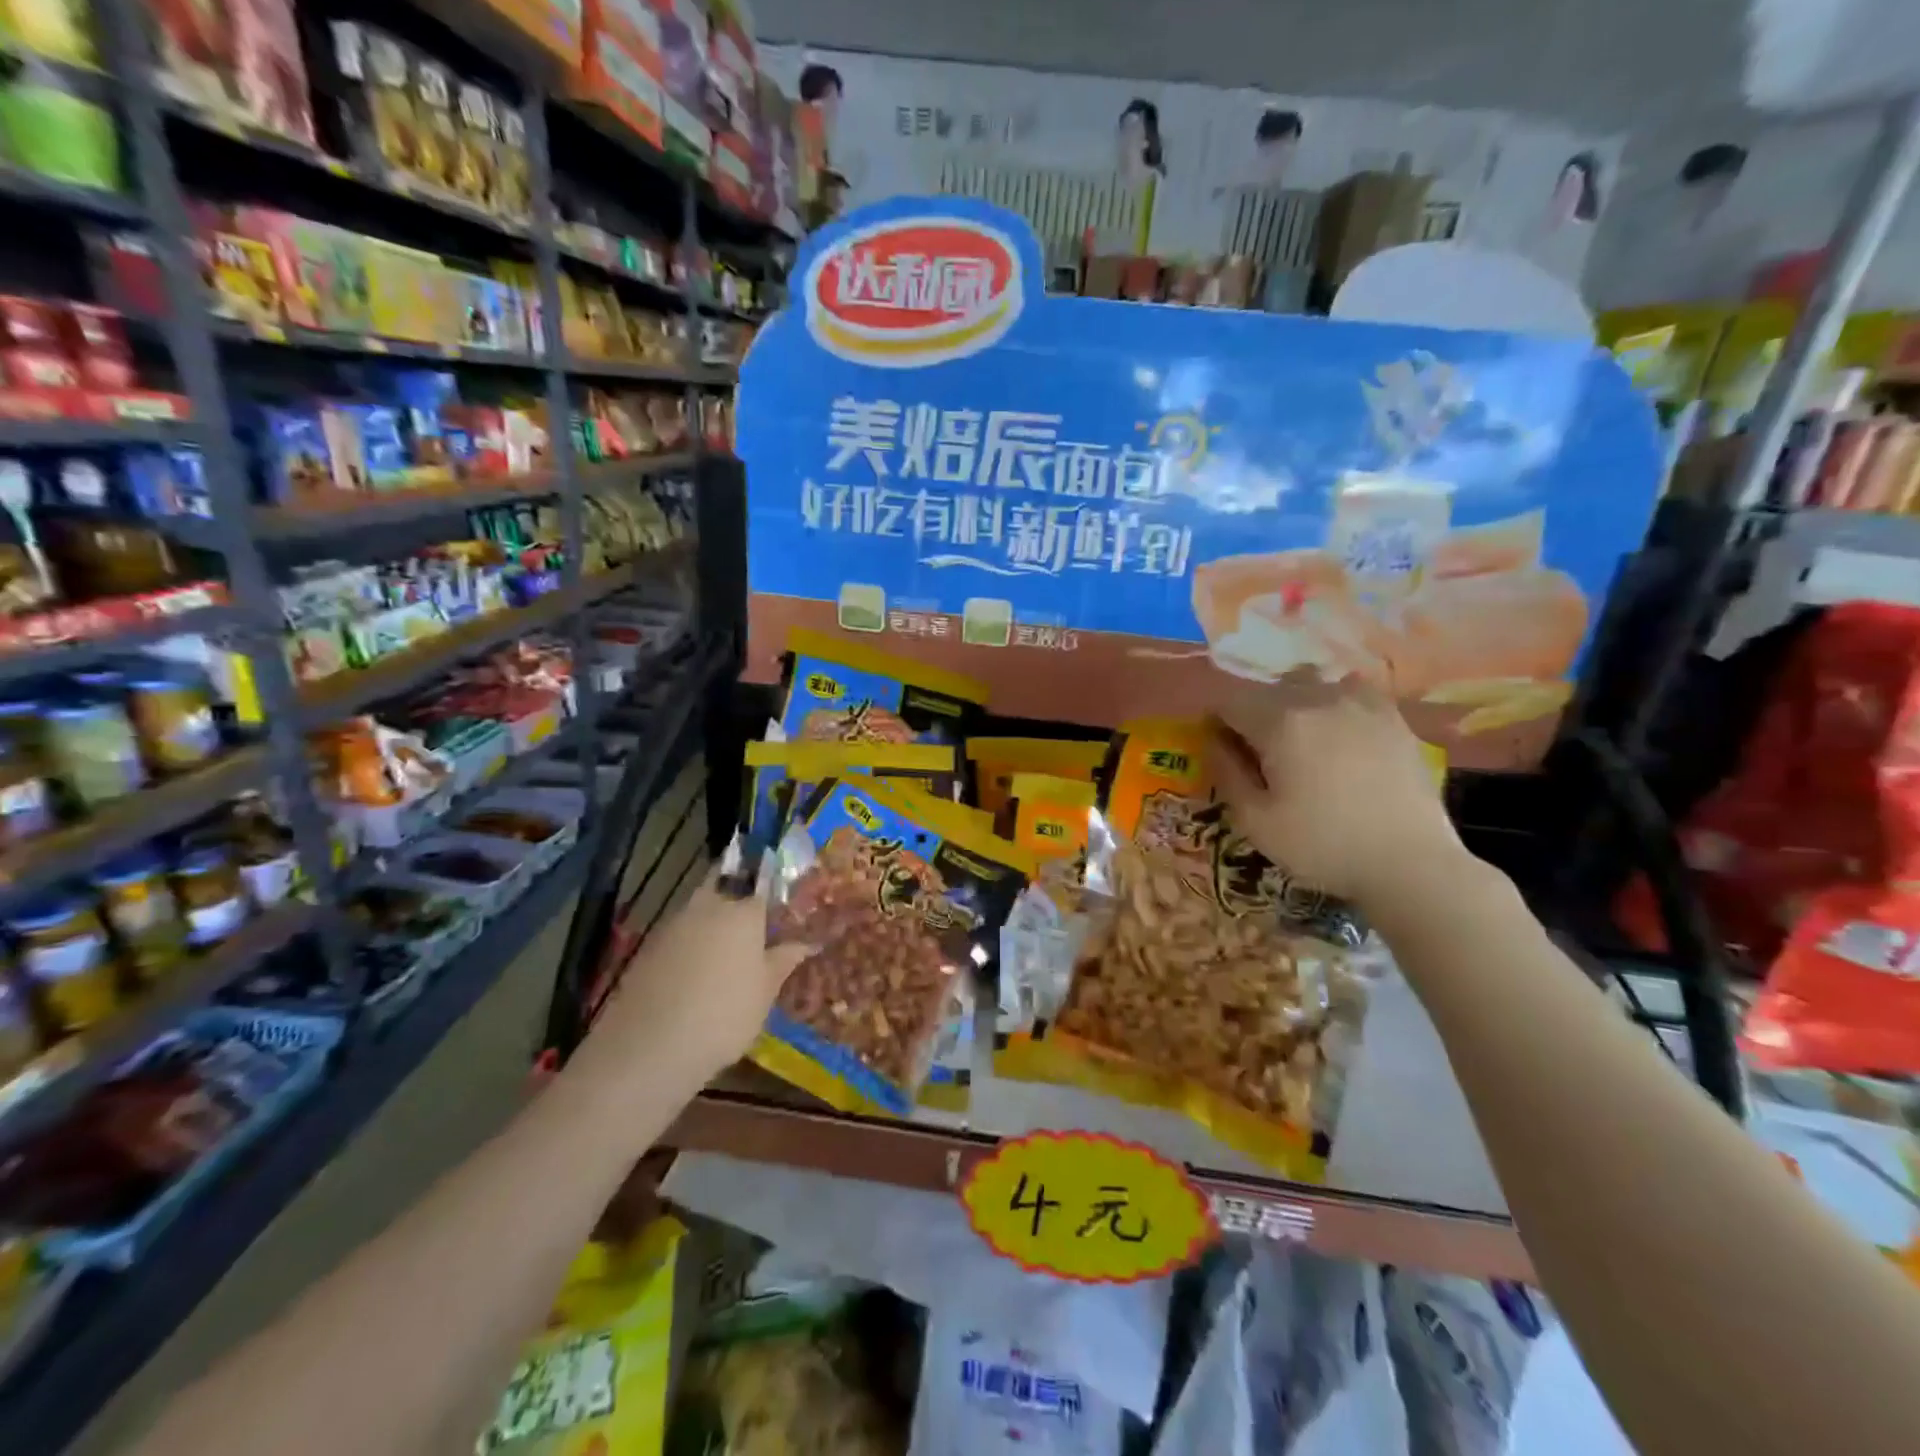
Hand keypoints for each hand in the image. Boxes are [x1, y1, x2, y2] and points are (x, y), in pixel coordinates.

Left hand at [589, 874, 810, 1079]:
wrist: (649, 1046)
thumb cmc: (724, 1015)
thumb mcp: (765, 993)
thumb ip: (783, 961)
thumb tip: (806, 943)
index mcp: (744, 912)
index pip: (763, 889)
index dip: (770, 900)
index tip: (776, 915)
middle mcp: (709, 906)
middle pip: (724, 887)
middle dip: (735, 898)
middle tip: (748, 927)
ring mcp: (674, 924)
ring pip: (699, 911)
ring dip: (710, 923)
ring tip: (723, 955)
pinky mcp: (648, 946)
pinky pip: (678, 935)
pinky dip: (688, 946)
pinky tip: (693, 975)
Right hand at [1206, 678, 1461, 907]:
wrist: (1411, 863)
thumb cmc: (1322, 846)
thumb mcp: (1254, 821)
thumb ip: (1226, 772)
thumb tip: (1213, 740)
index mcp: (1279, 721)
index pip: (1228, 702)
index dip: (1217, 725)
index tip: (1222, 753)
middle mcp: (1318, 697)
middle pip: (1267, 690)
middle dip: (1253, 716)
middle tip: (1260, 757)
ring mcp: (1360, 702)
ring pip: (1309, 684)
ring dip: (1293, 705)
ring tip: (1301, 742)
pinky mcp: (1392, 715)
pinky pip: (1349, 692)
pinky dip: (1333, 705)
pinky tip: (1340, 735)